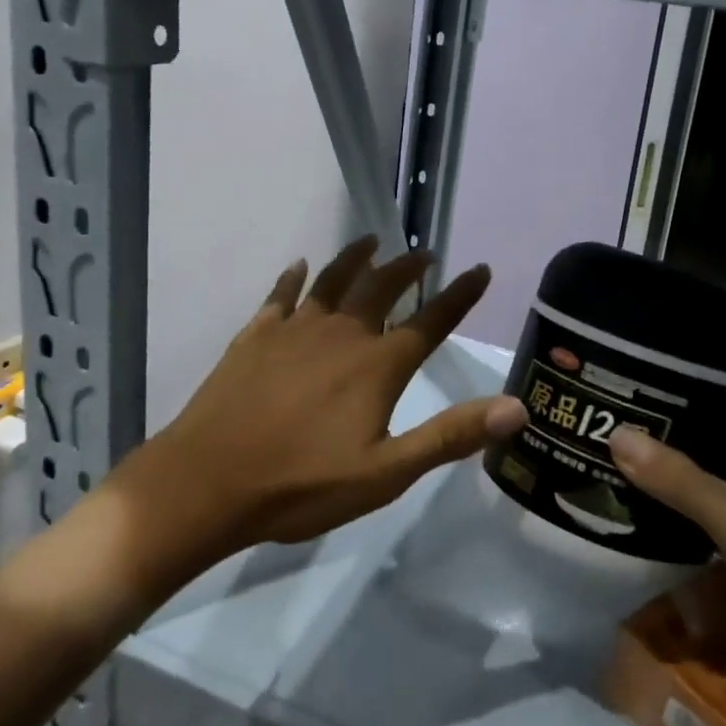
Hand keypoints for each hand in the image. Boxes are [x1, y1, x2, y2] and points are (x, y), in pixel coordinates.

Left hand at [122, 238, 527, 558]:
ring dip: (355, 258)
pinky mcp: (255, 336)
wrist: (206, 483)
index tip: (479, 269)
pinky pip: (280, 296)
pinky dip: (293, 278)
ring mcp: (294, 331)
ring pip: (333, 281)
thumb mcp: (386, 473)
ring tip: (370, 240)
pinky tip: (299, 266)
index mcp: (377, 365)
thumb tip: (519, 408)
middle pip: (382, 288)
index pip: (431, 321)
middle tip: (424, 254)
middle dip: (407, 269)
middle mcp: (341, 334)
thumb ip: (451, 436)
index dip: (460, 295)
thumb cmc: (302, 485)